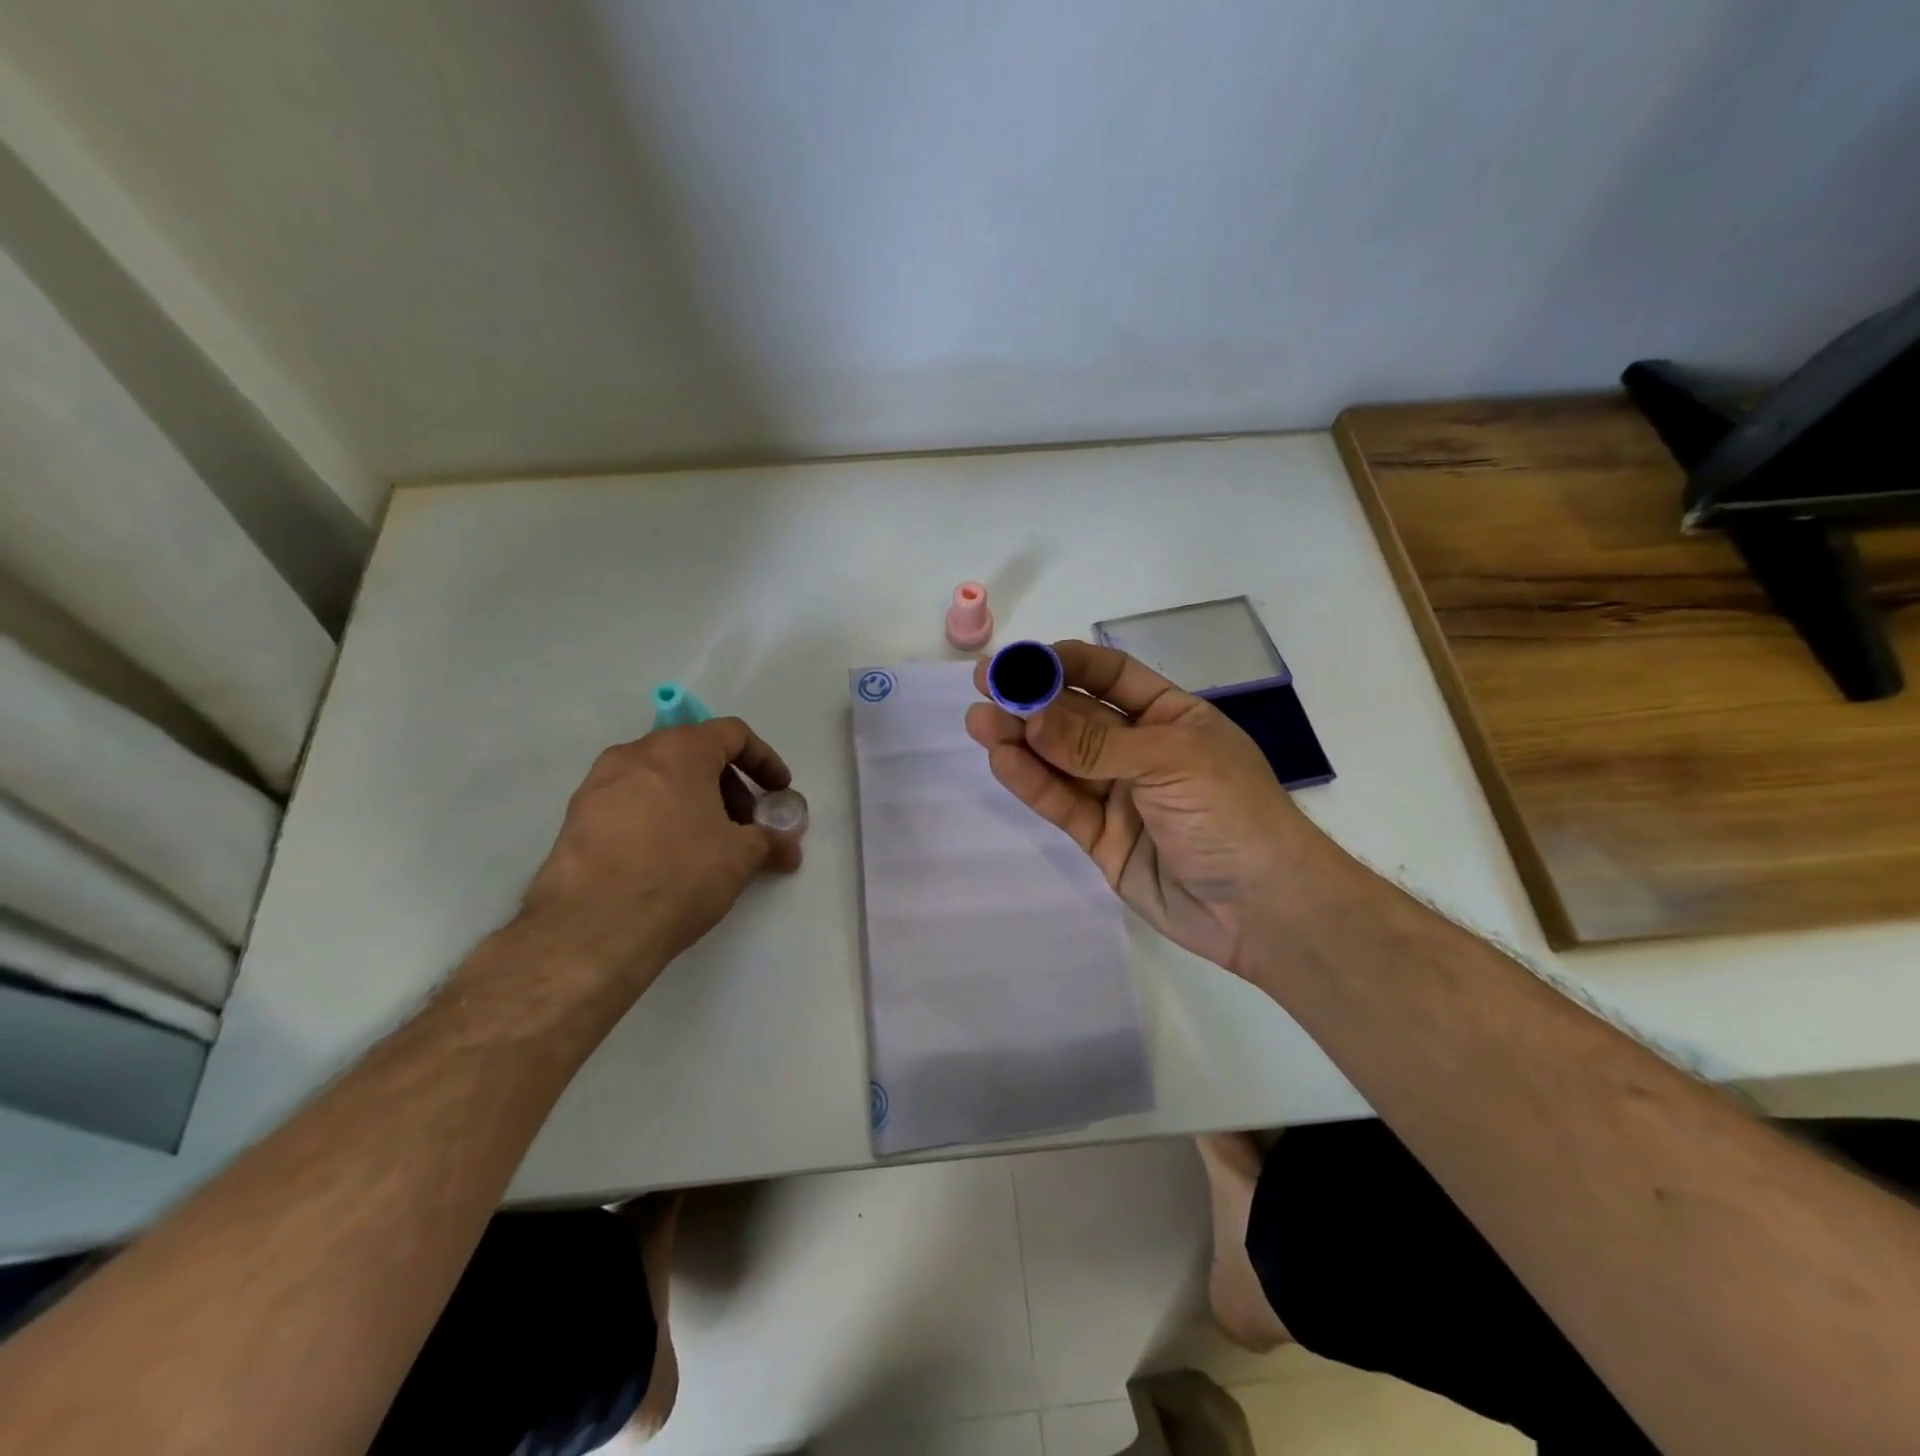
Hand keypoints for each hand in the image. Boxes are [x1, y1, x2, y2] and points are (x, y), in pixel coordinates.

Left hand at [517, 717, 802, 991]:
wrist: (591, 930)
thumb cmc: (679, 875)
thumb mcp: (741, 857)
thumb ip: (770, 841)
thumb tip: (788, 847)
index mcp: (678, 750)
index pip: (732, 734)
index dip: (764, 760)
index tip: (778, 792)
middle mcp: (633, 755)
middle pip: (693, 754)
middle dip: (728, 785)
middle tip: (745, 824)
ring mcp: (597, 786)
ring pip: (658, 779)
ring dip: (691, 802)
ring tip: (707, 845)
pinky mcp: (575, 821)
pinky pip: (629, 805)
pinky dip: (657, 819)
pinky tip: (667, 861)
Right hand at [965, 640, 1325, 973]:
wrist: (1262, 908)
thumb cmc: (1231, 812)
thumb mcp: (1169, 761)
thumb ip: (1095, 743)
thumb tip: (1031, 716)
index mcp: (1172, 717)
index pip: (1112, 676)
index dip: (1068, 665)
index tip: (1023, 660)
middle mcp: (1142, 750)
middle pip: (1078, 717)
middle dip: (1033, 701)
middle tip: (984, 685)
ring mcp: (1119, 795)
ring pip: (1061, 760)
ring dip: (1021, 739)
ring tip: (979, 721)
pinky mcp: (1101, 838)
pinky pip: (1062, 803)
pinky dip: (1032, 782)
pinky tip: (1002, 760)